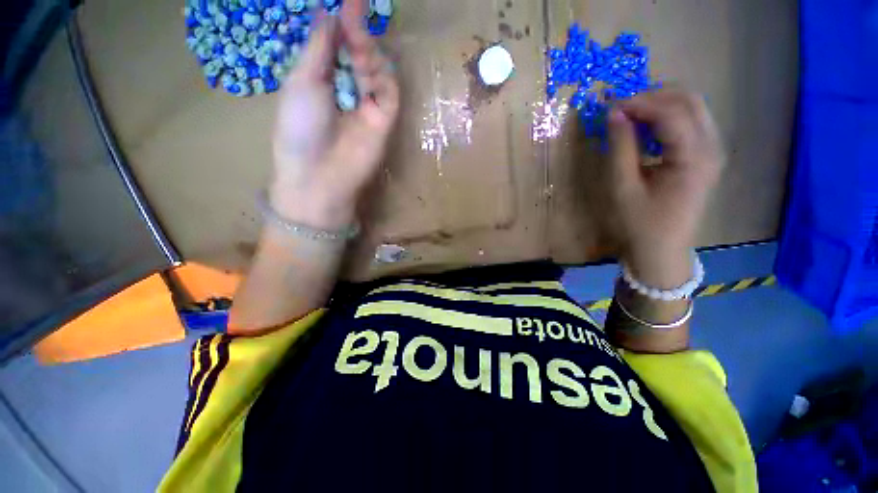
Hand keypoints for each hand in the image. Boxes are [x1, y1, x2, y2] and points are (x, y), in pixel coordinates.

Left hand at [271, 1, 399, 229]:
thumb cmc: (301, 128)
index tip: (346, 2)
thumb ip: (319, 48)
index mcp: (322, 82)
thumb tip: (329, 13)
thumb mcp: (302, 81)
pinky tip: (368, 63)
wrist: (320, 174)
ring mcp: (368, 108)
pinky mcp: (385, 122)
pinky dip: (381, 75)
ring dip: (367, 51)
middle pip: (357, 56)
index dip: (340, 23)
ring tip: (357, 39)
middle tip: (353, 9)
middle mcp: (347, 92)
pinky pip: (388, 92)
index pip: (335, 47)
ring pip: (376, 71)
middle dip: (356, 32)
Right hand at [607, 89, 722, 287]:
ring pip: (692, 107)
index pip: (670, 113)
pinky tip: (646, 128)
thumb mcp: (623, 187)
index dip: (639, 103)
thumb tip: (614, 115)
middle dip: (652, 96)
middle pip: (688, 100)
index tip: (609, 107)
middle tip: (620, 108)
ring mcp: (713, 150)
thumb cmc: (639, 223)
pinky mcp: (706, 155)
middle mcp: (711, 147)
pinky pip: (691, 121)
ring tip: (630, 115)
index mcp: (693, 158)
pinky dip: (667, 116)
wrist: (662, 249)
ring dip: (660, 103)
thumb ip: (621, 148)